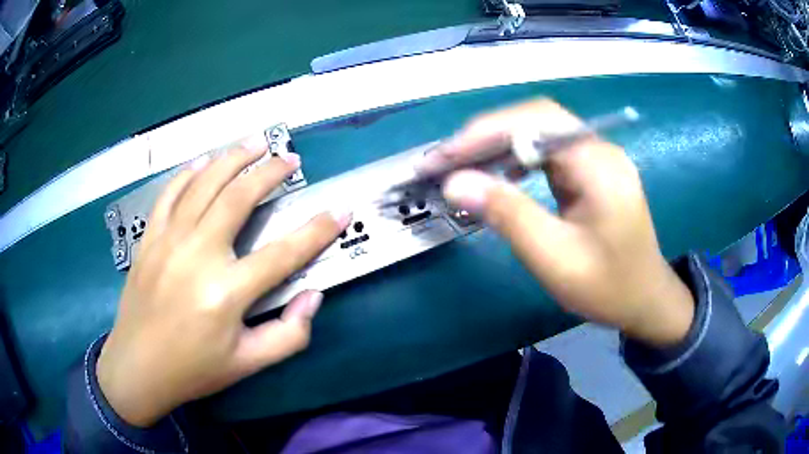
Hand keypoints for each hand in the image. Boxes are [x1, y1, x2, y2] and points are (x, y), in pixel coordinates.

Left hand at [97, 139, 350, 426]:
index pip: (283, 253)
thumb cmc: (194, 369)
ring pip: (204, 184)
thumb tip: (312, 295)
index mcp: (226, 292)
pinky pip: (170, 194)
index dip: (317, 230)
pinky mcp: (149, 238)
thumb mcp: (248, 365)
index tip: (340, 209)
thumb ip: (289, 335)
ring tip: (255, 142)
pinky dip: (189, 173)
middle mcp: (197, 255)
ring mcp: (168, 241)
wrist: (137, 367)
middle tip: (290, 158)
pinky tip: (204, 162)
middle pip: (239, 198)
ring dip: (232, 158)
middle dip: (270, 172)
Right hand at [419, 99, 693, 346]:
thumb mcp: (556, 258)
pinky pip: (547, 151)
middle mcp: (598, 149)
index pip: (535, 122)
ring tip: (462, 166)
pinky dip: (516, 157)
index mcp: (598, 164)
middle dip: (486, 135)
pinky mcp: (590, 171)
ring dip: (497, 144)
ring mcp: (595, 158)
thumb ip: (508, 215)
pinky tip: (500, 175)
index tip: (444, 158)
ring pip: (538, 132)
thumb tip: (456, 182)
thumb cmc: (608, 287)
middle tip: (444, 161)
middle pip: (535, 119)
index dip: (485, 132)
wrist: (645, 300)